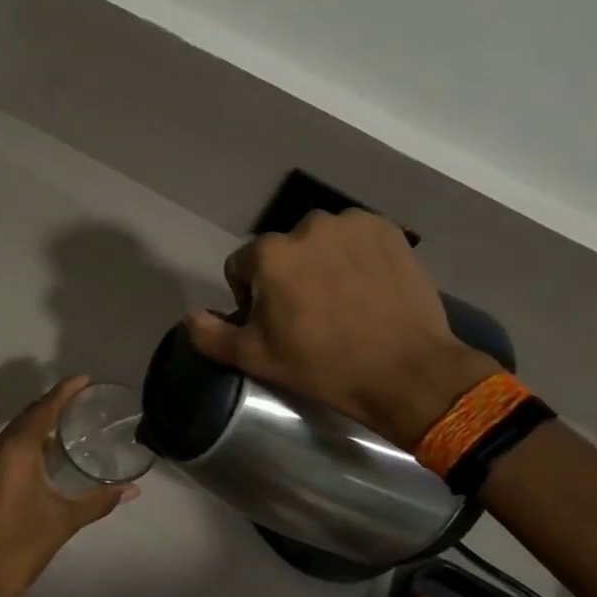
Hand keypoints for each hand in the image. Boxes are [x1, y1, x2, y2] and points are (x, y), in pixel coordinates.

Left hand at [0, 376, 138, 596]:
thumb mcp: (66, 519)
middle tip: (83, 399)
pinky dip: (29, 440)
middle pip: (28, 415)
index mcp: (16, 450)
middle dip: (53, 404)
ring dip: (40, 422)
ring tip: (71, 422)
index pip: (43, 409)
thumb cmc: (24, 544)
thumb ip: (100, 499)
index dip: (64, 391)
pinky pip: (9, 446)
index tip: (84, 379)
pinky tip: (49, 452)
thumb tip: (132, 489)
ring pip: (16, 431)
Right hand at [183, 210, 496, 449]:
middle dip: (288, 276)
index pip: (242, 267)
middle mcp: (307, 226)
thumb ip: (212, 335)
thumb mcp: (256, 358)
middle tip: (310, 315)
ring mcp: (352, 225)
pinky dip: (356, 256)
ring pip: (320, 242)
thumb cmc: (323, 366)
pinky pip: (357, 238)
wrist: (407, 371)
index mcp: (270, 253)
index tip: (274, 325)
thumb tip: (190, 316)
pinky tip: (368, 287)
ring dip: (322, 262)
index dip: (251, 298)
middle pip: (282, 252)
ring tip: (342, 301)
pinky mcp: (388, 230)